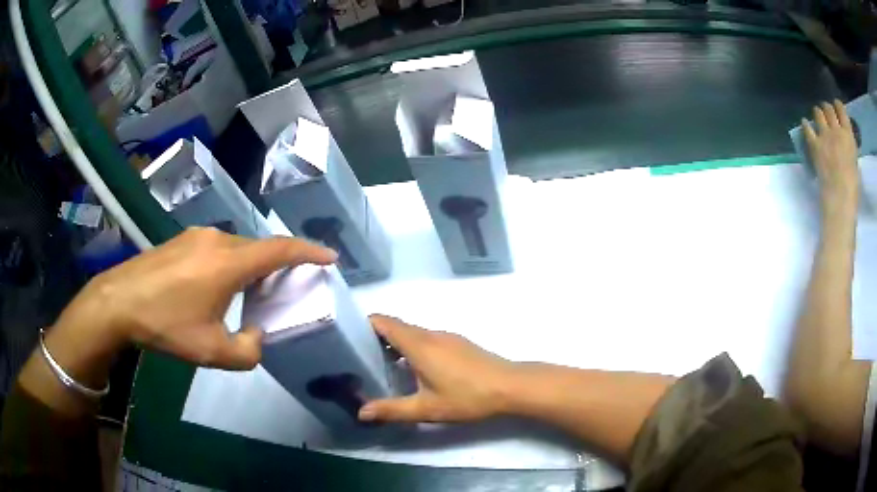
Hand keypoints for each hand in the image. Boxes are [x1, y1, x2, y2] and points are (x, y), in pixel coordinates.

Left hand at [52, 227, 335, 371]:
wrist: (118, 302)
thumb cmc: (166, 325)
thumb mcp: (211, 352)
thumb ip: (248, 351)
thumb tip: (256, 336)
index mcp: (229, 263)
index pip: (280, 249)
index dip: (309, 251)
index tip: (329, 256)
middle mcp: (217, 240)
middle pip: (258, 248)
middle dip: (277, 265)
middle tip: (285, 288)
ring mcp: (196, 236)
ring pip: (236, 248)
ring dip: (250, 266)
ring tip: (249, 293)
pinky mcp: (181, 240)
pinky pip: (216, 248)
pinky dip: (229, 264)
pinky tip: (215, 288)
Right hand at [358, 315, 516, 422]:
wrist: (510, 386)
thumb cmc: (467, 396)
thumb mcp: (426, 408)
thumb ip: (392, 410)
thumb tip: (361, 412)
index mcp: (418, 344)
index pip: (383, 321)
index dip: (363, 324)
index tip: (348, 338)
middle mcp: (430, 334)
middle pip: (396, 326)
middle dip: (376, 338)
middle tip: (359, 358)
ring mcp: (447, 337)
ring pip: (412, 333)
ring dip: (395, 344)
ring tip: (381, 366)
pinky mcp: (458, 344)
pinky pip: (427, 339)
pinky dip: (412, 348)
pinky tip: (413, 371)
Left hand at [802, 100, 859, 213]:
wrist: (840, 196)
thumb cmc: (852, 184)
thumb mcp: (854, 159)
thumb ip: (848, 144)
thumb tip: (844, 138)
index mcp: (848, 134)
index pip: (841, 109)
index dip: (837, 105)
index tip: (835, 106)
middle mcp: (836, 129)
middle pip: (828, 108)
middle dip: (826, 108)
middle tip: (825, 112)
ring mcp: (825, 135)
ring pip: (818, 113)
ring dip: (817, 113)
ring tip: (817, 117)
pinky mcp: (814, 144)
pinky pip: (807, 128)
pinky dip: (805, 124)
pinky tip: (805, 124)